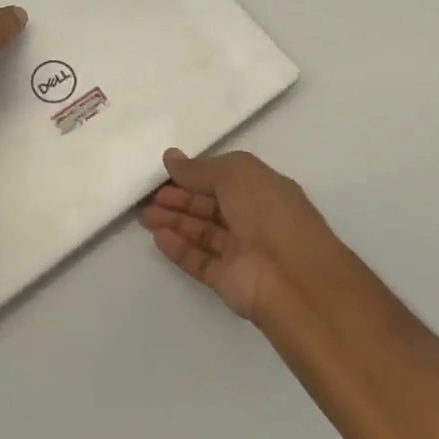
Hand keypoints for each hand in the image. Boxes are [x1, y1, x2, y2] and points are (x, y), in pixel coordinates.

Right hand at [139, 149, 345, 321]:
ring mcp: (242, 252)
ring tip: (145, 216)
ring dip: (175, 222)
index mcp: (264, 190)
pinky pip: (200, 261)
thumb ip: (200, 168)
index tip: (166, 172)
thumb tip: (171, 157)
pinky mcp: (229, 280)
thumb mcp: (236, 174)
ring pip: (203, 233)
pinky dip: (179, 249)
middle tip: (150, 197)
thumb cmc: (268, 214)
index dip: (196, 175)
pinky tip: (158, 238)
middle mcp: (255, 220)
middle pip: (211, 207)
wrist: (292, 279)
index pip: (225, 179)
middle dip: (181, 199)